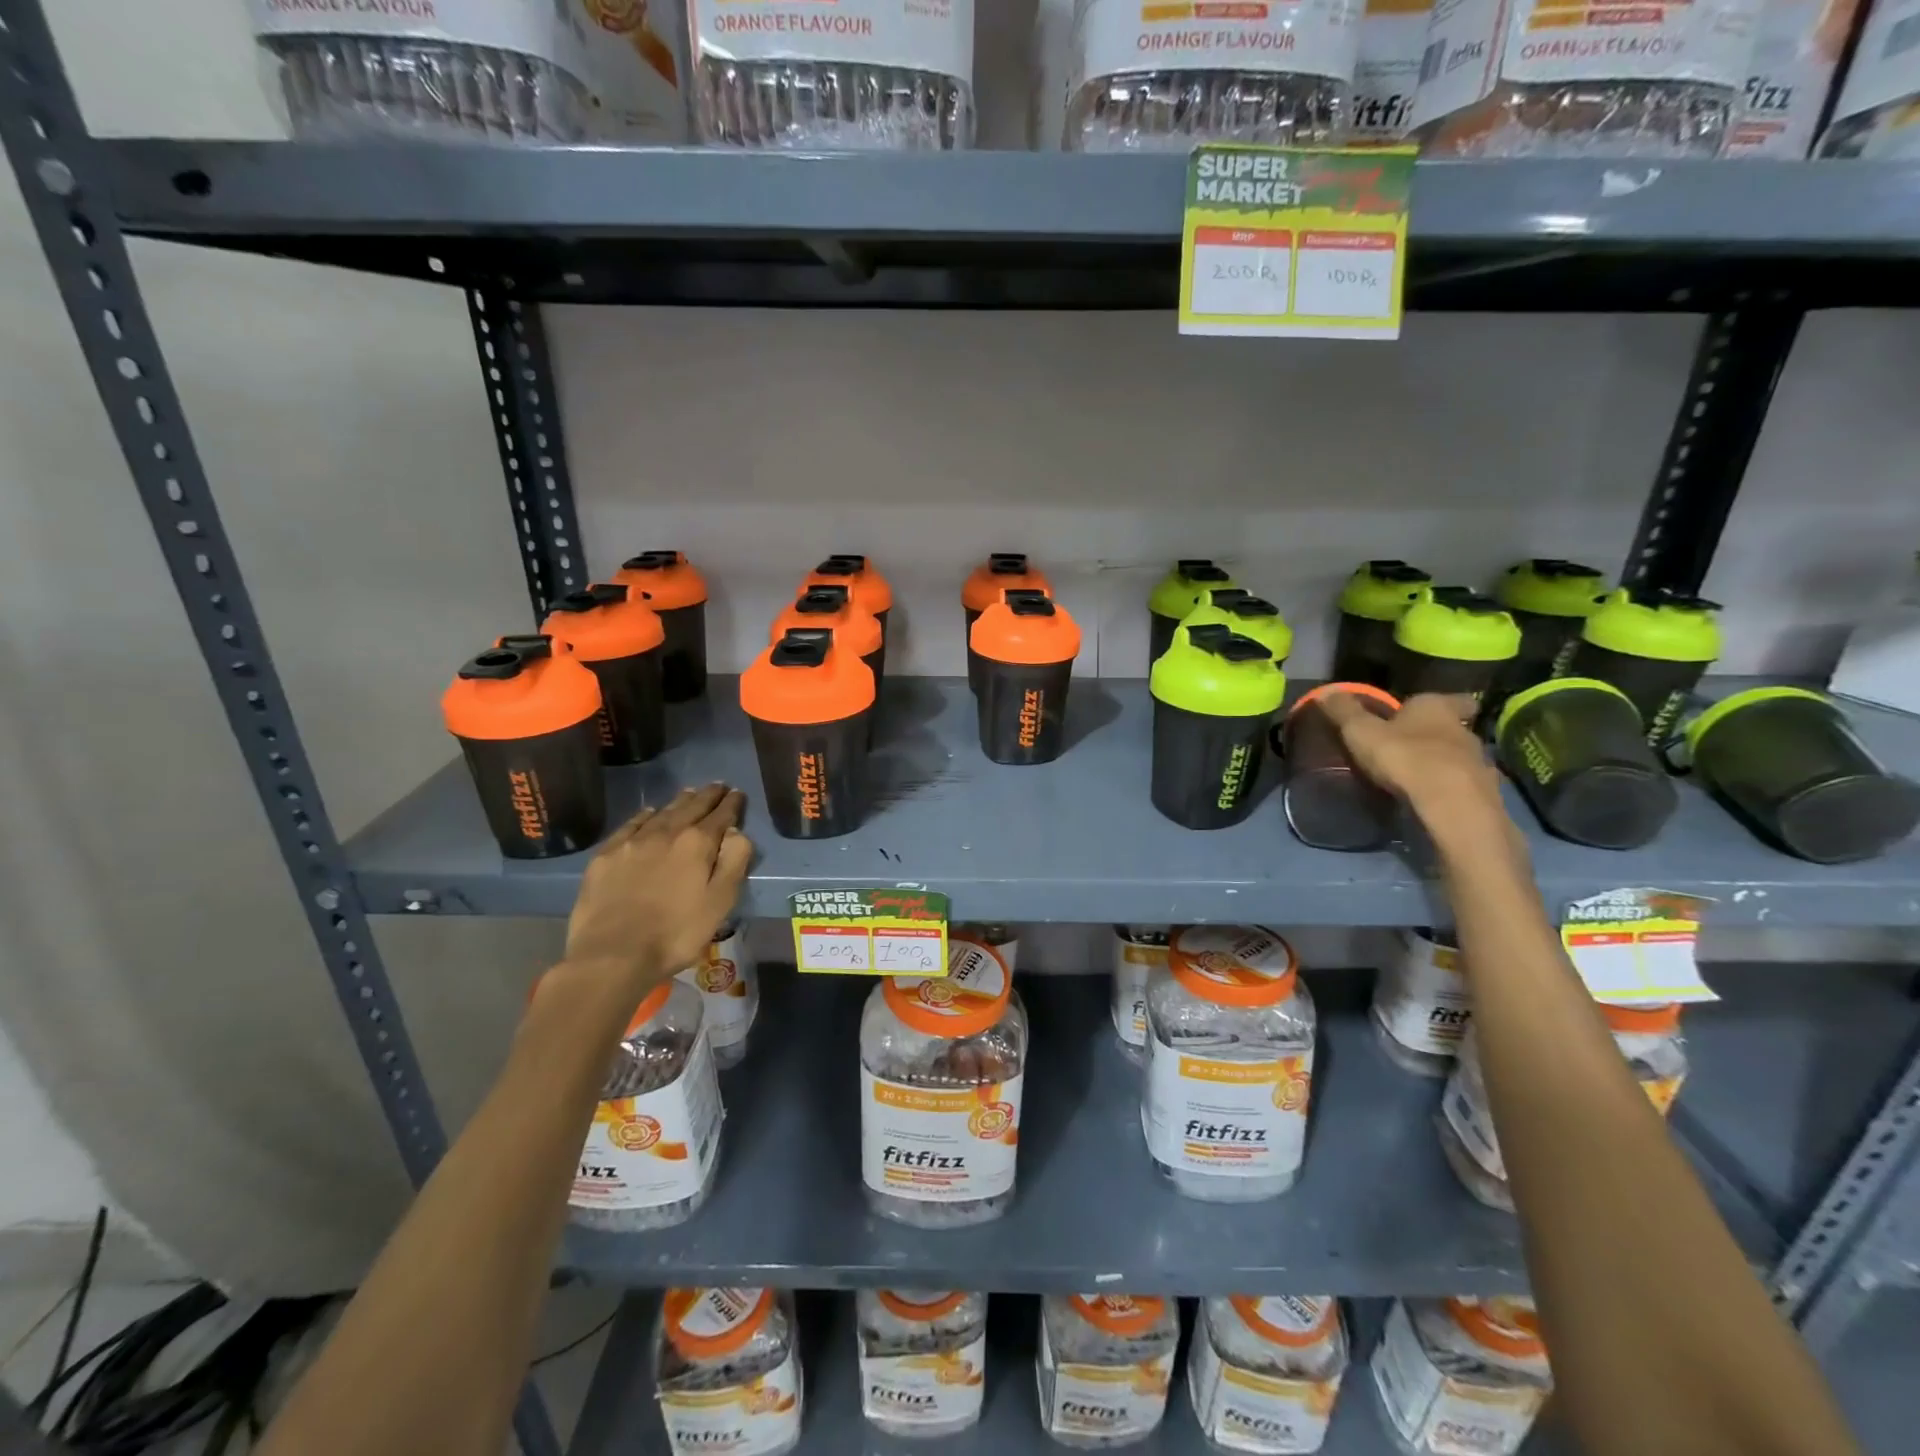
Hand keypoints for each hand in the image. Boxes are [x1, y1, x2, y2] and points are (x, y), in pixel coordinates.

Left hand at [560, 784, 752, 1003]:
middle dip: (707, 795)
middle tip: (717, 786)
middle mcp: (666, 833)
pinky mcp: (606, 856)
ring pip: (662, 812)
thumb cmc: (676, 933)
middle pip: (691, 806)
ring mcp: (632, 842)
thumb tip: (736, 831)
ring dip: (679, 801)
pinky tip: (649, 813)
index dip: (731, 803)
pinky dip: (645, 816)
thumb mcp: (720, 901)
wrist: (613, 955)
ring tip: (690, 793)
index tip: (737, 793)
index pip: (720, 815)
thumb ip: (734, 861)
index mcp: (697, 843)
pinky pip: (631, 825)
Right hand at [1316, 691, 1518, 856]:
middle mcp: (1464, 730)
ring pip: (1462, 758)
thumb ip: (1345, 712)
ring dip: (1444, 763)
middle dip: (1437, 735)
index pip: (1455, 699)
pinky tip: (1433, 798)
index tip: (1433, 712)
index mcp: (1437, 708)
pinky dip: (1451, 789)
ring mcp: (1479, 763)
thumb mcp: (1361, 731)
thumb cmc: (1404, 756)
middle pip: (1455, 728)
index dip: (1446, 703)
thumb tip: (1326, 691)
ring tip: (1419, 776)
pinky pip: (1465, 786)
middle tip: (1413, 745)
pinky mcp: (1484, 794)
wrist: (1450, 803)